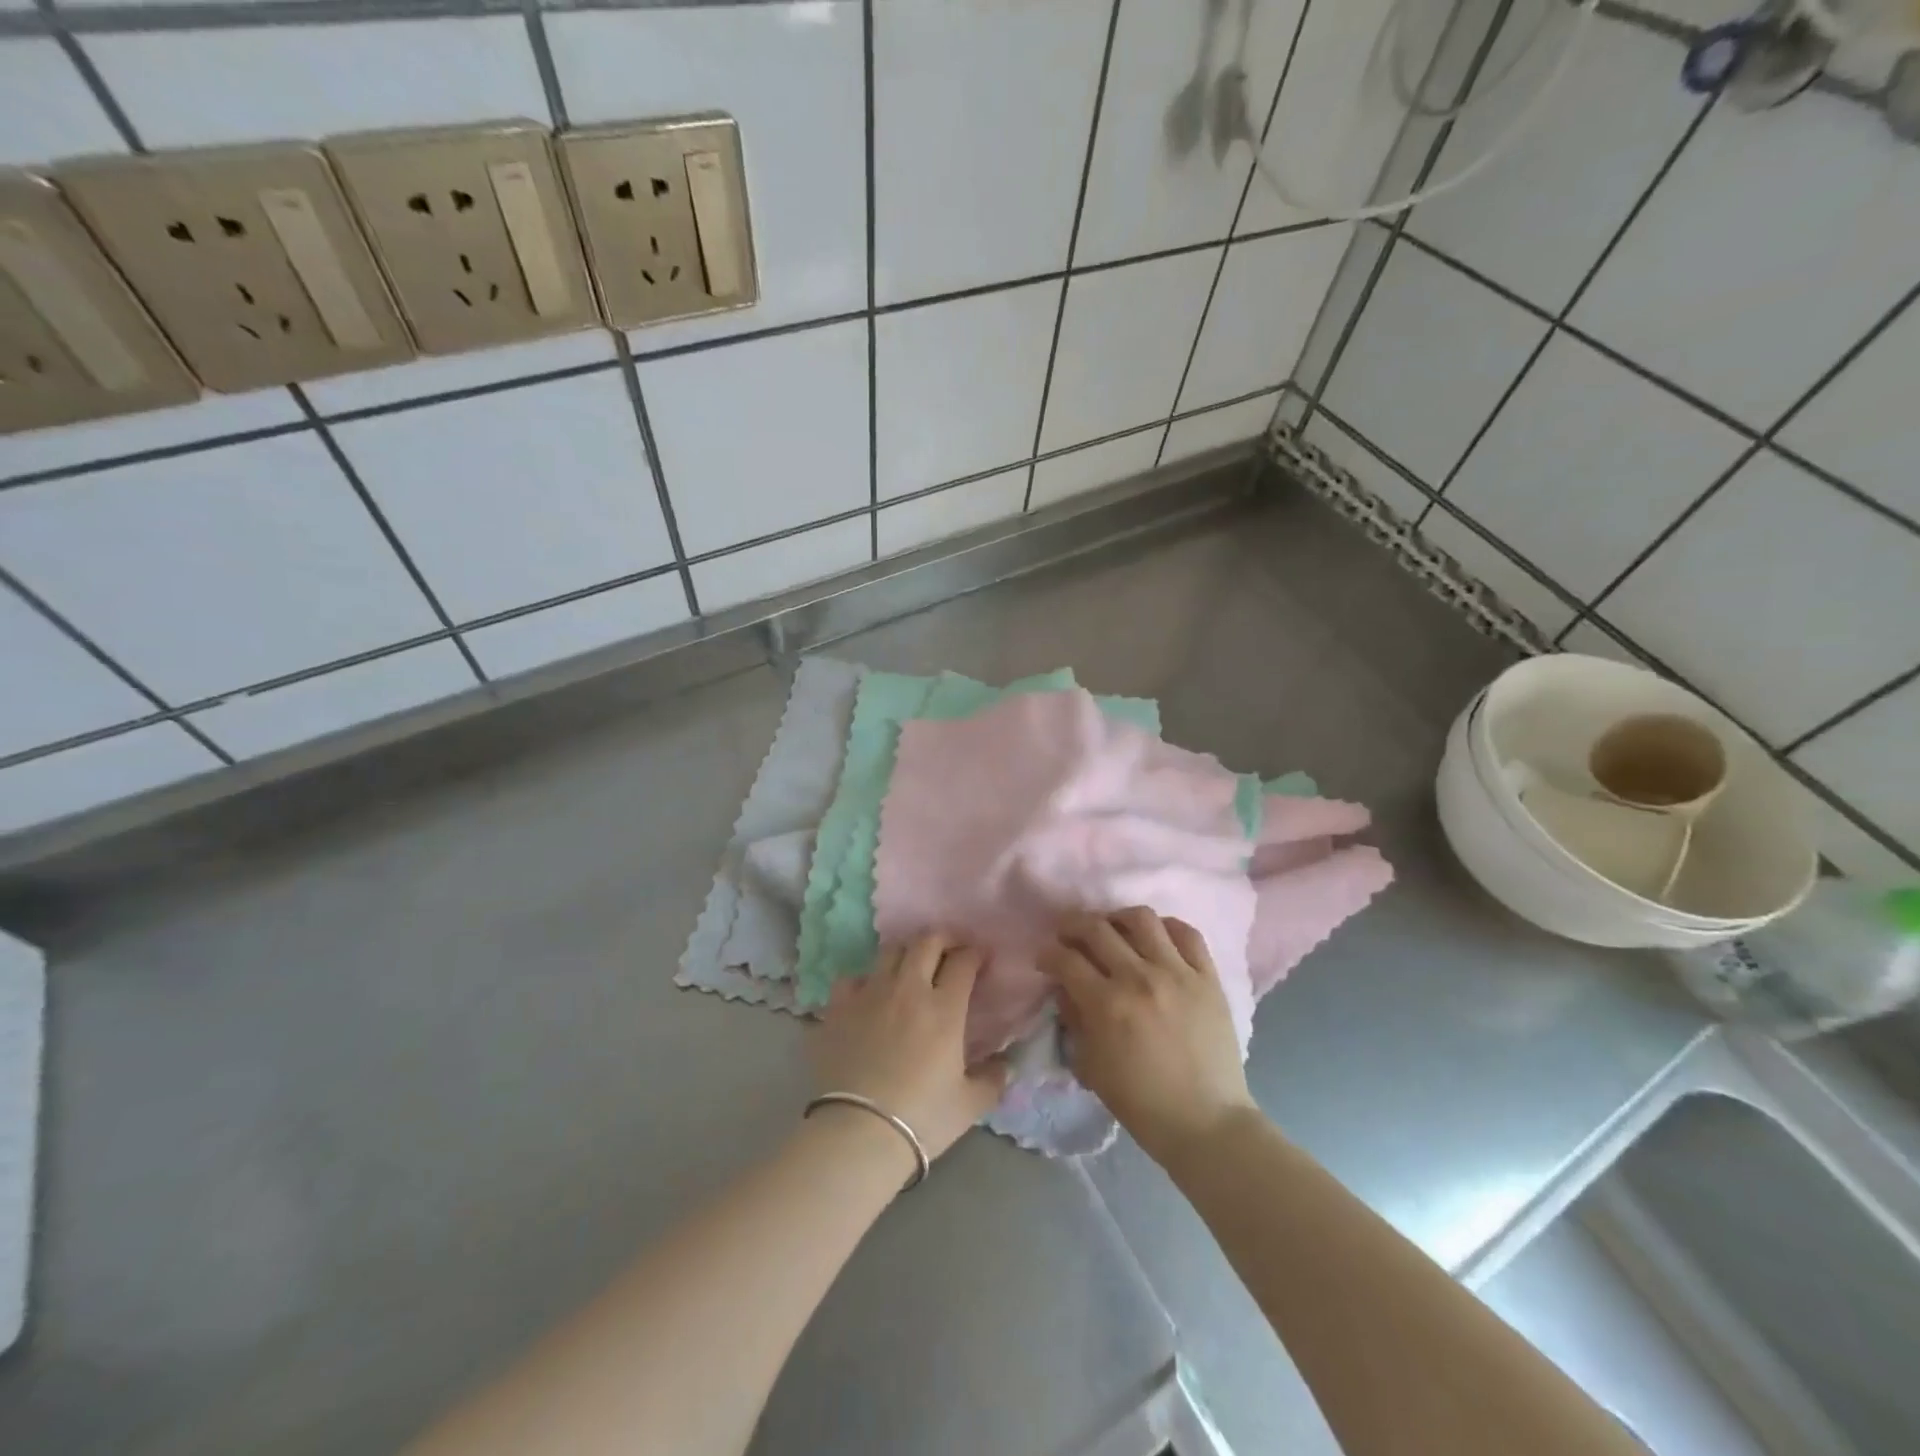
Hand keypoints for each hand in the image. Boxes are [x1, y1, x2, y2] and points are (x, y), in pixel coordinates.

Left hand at [814, 933, 1010, 1161]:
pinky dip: (863, 981)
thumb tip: (1005, 1066)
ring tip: (909, 968)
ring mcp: (870, 994)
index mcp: (944, 1008)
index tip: (979, 959)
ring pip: (890, 951)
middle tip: (949, 950)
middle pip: (926, 942)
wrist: (860, 1132)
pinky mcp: (839, 1007)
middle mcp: (908, 989)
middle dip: (942, 939)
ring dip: (905, 954)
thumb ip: (992, 1079)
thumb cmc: (922, 1117)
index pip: (963, 962)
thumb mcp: (970, 1104)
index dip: (974, 954)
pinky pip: (852, 978)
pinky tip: (868, 995)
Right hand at [1041, 908, 1256, 1168]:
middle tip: (1068, 936)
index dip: (1048, 953)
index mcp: (1106, 1004)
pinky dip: (1166, 928)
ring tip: (1113, 930)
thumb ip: (1073, 1019)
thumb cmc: (1141, 1102)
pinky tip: (1155, 938)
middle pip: (1096, 928)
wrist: (1205, 1122)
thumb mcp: (1090, 1066)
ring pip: (1141, 918)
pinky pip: (1187, 934)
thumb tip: (1065, 987)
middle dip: (1072, 926)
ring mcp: (1178, 973)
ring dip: (1117, 918)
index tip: (1045, 958)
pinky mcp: (1208, 977)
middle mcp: (1139, 977)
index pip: (1065, 959)